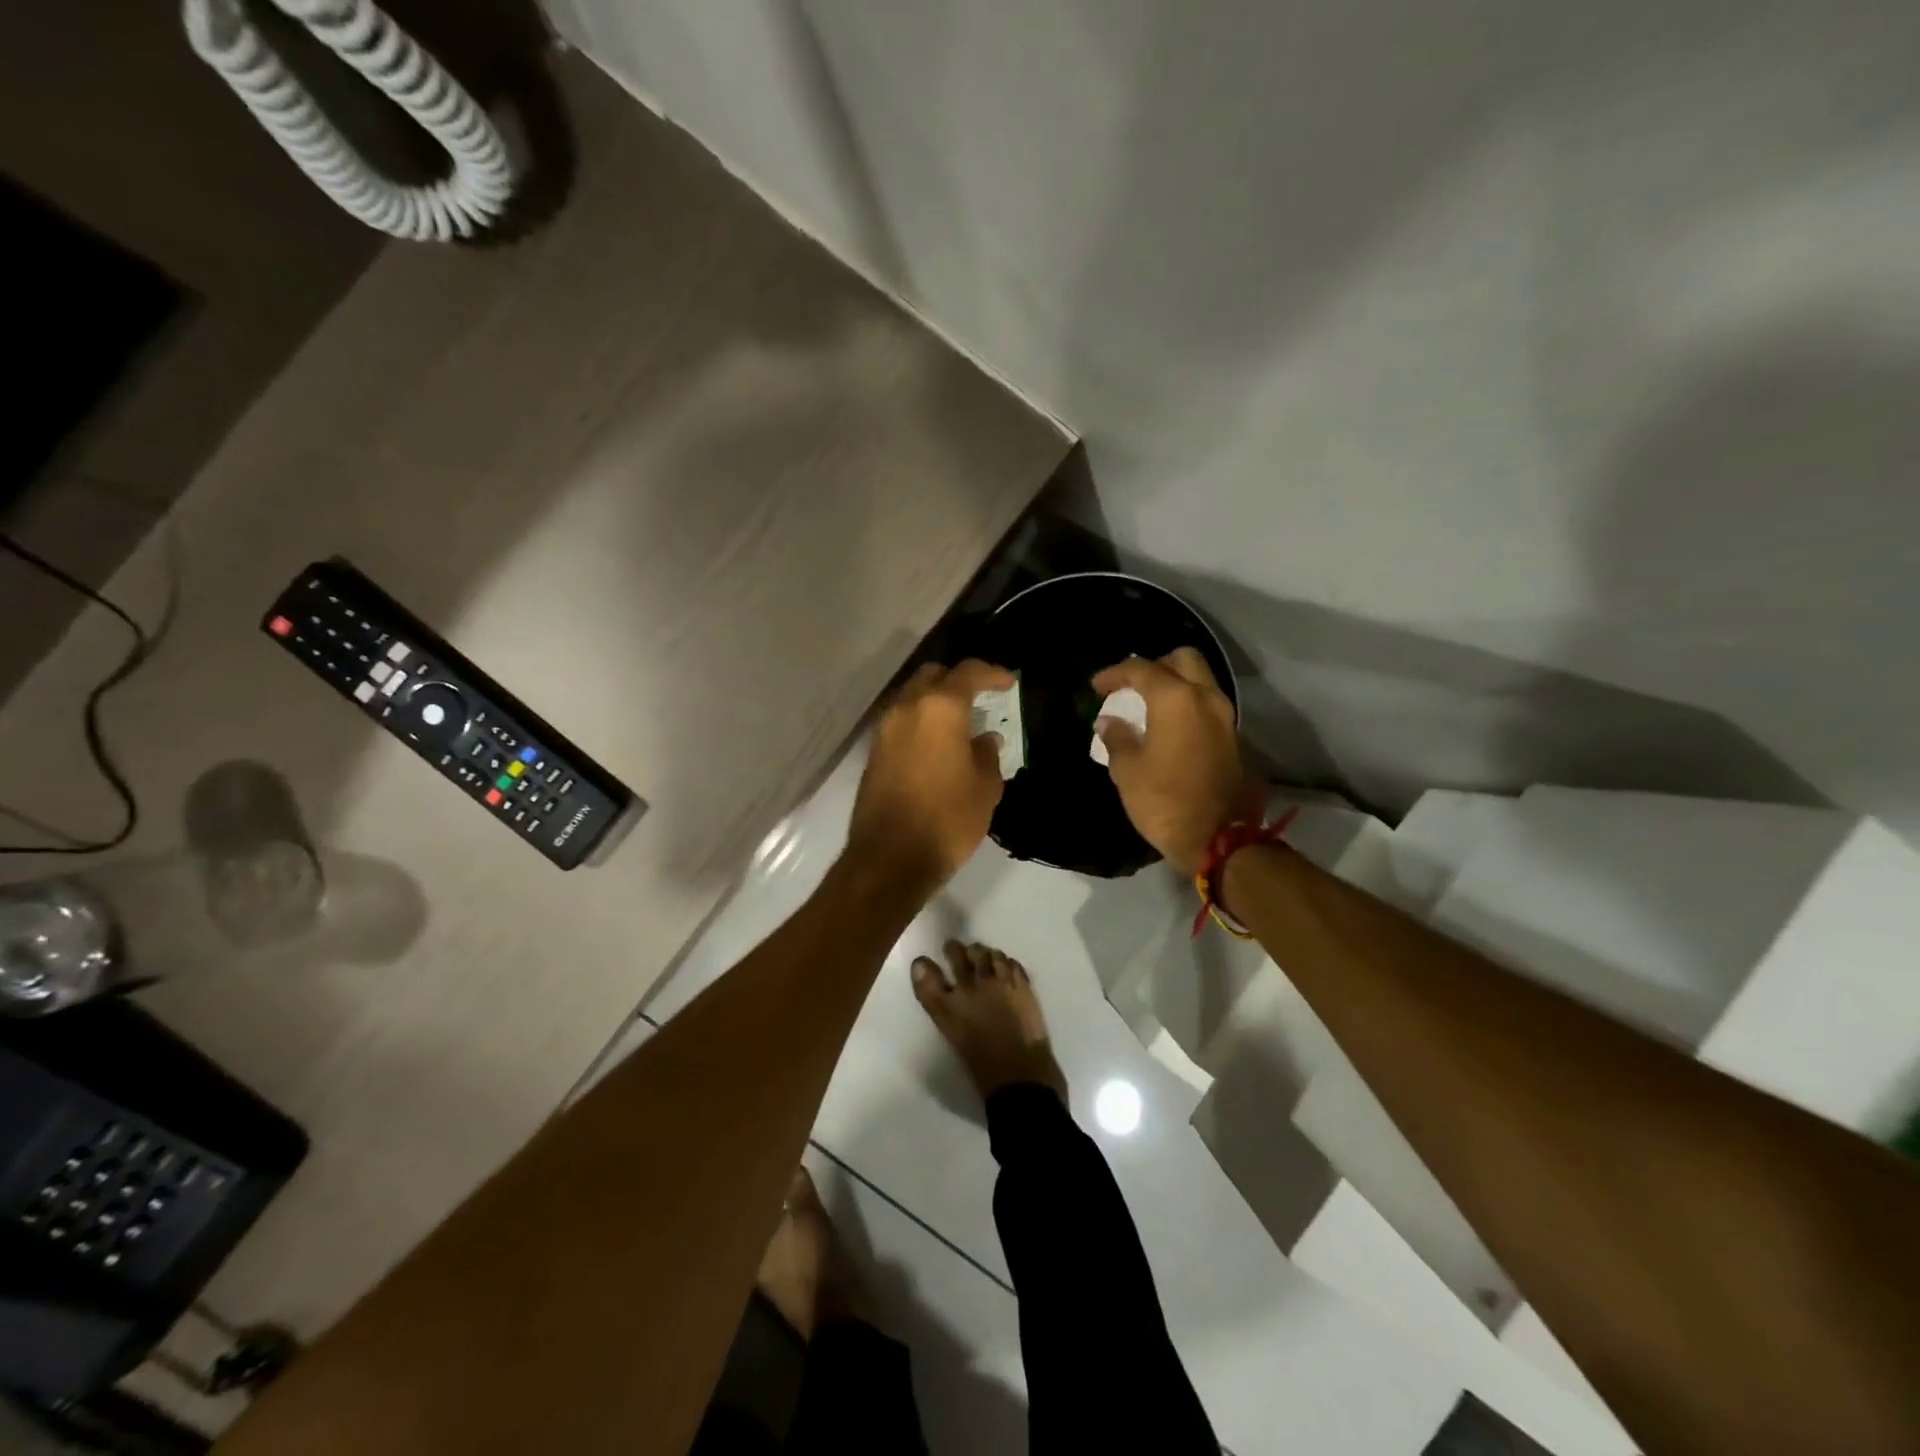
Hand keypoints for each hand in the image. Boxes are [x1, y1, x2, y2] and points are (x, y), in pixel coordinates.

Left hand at [846, 659, 1014, 891]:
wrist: (890, 858)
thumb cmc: (948, 819)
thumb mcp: (984, 788)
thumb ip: (987, 754)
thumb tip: (985, 739)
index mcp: (940, 708)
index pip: (968, 673)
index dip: (992, 673)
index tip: (1009, 682)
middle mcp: (907, 708)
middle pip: (932, 675)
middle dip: (957, 680)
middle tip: (980, 696)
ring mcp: (885, 729)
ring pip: (912, 696)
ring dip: (935, 701)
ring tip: (960, 722)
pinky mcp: (874, 752)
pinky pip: (901, 721)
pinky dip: (920, 721)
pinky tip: (938, 743)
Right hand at [1092, 648, 1250, 874]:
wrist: (1218, 839)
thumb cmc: (1164, 801)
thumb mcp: (1128, 770)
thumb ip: (1117, 738)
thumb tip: (1110, 722)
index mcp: (1176, 699)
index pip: (1142, 669)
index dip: (1115, 673)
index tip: (1097, 686)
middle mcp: (1206, 698)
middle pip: (1184, 659)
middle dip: (1155, 666)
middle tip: (1132, 685)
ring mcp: (1226, 718)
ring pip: (1201, 682)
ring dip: (1175, 686)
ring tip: (1148, 707)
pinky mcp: (1235, 740)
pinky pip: (1208, 708)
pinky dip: (1188, 707)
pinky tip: (1169, 728)